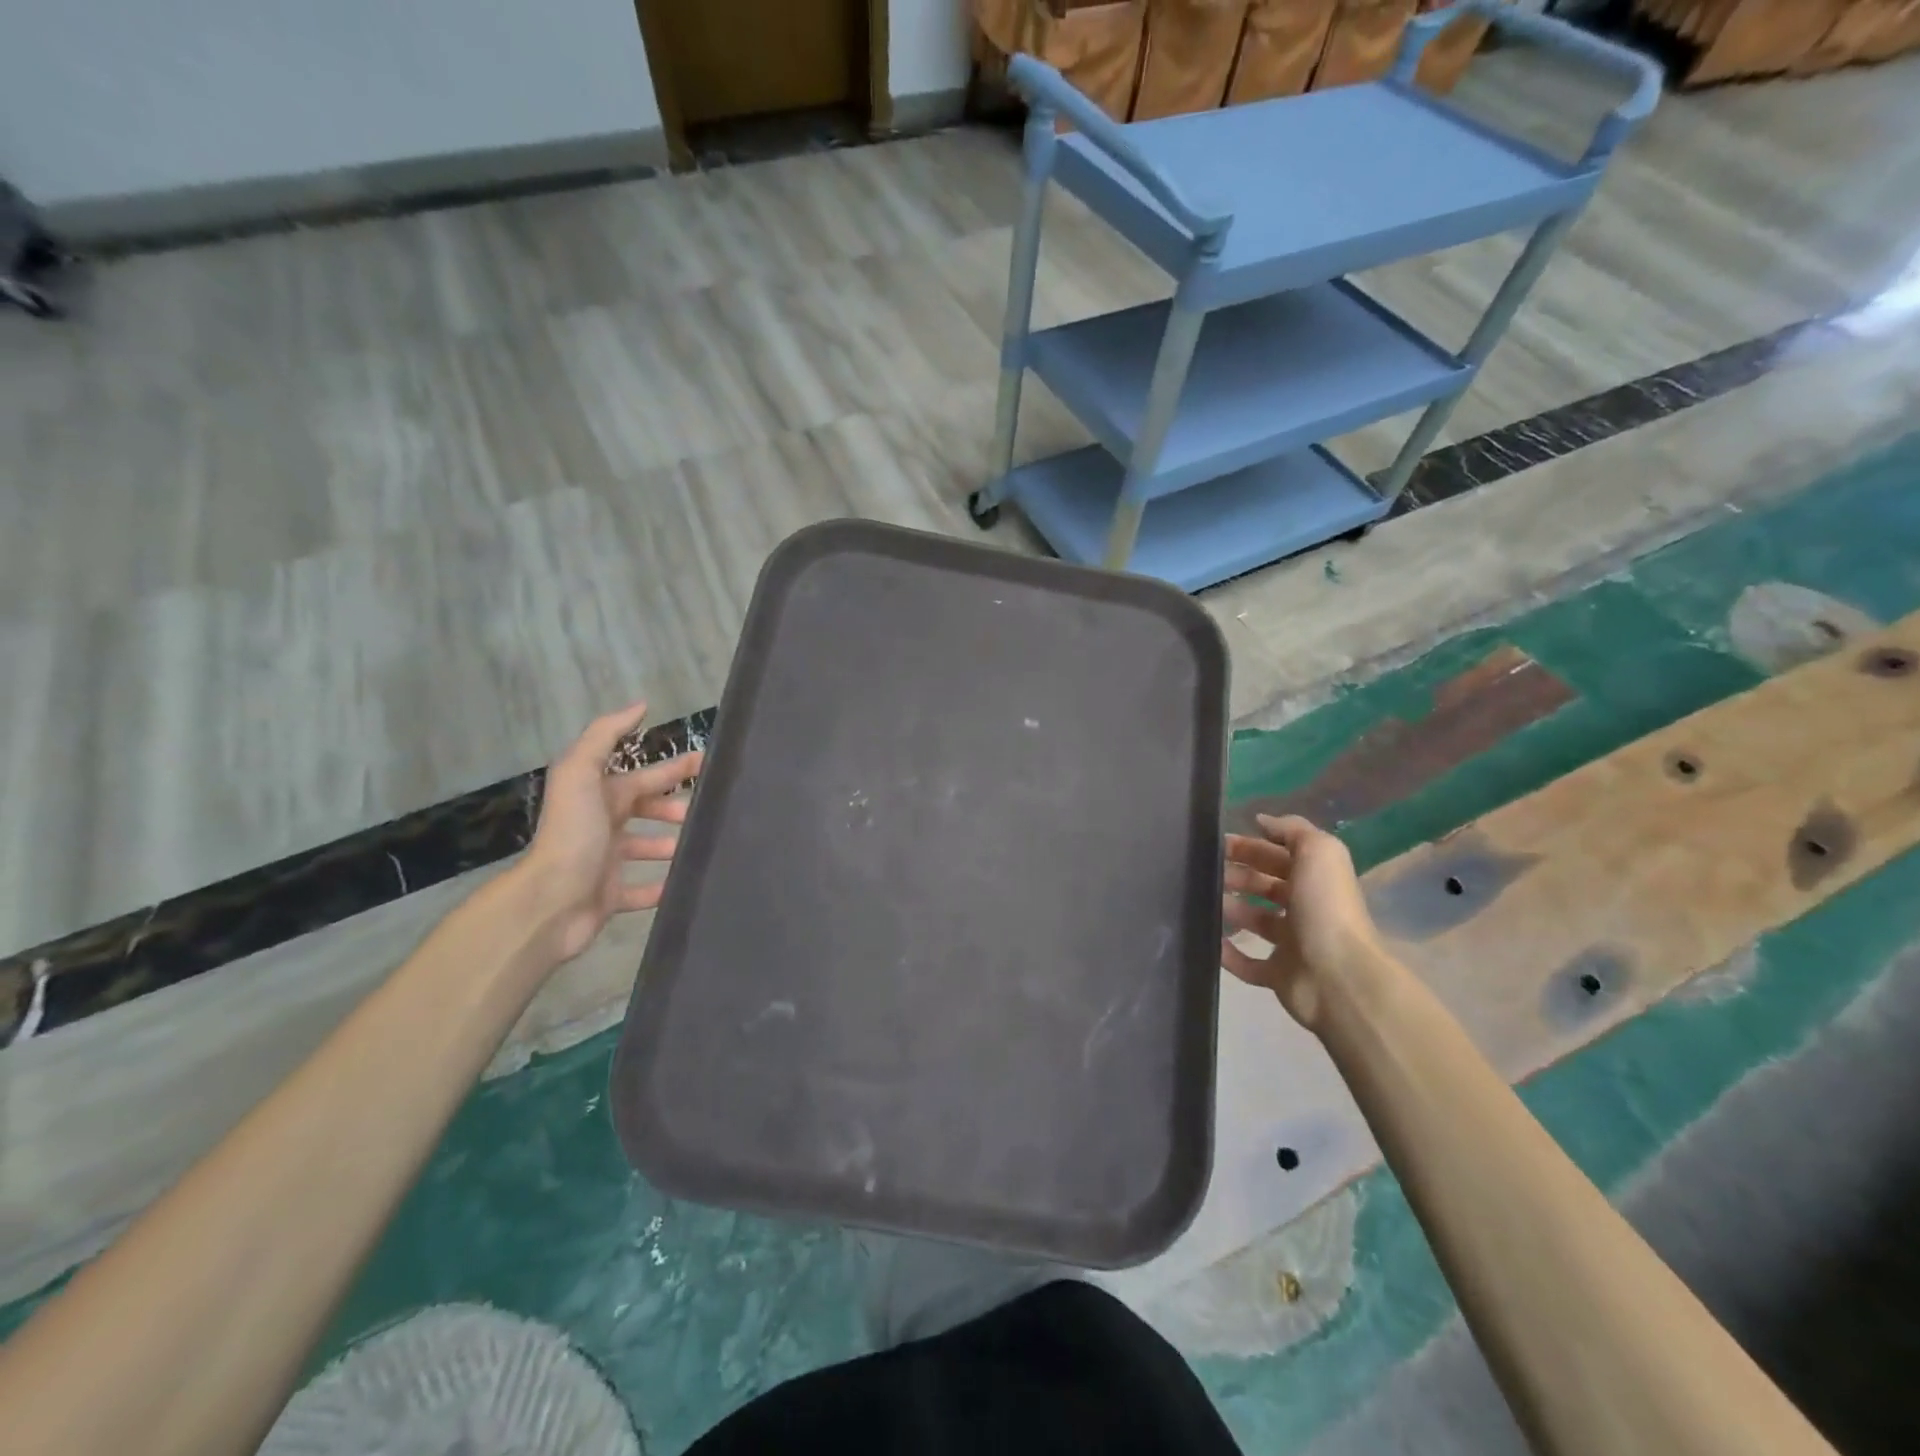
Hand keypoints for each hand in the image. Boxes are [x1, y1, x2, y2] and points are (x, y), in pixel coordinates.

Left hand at [522, 702, 702, 964]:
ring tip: (701, 845)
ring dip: (672, 845)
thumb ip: (605, 735)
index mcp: (598, 795)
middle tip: (712, 809)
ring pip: (646, 848)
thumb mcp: (580, 772)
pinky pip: (642, 890)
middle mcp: (601, 825)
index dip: (675, 769)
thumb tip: (640, 705)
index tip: (710, 764)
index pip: (644, 777)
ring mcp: (605, 862)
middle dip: (677, 806)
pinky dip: (662, 886)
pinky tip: (684, 881)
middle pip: (646, 810)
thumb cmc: (573, 833)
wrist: (550, 901)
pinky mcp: (610, 897)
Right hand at [1222, 814, 1382, 1028]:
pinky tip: (1210, 941)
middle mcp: (1306, 909)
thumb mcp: (1318, 852)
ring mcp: (1293, 945)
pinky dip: (1229, 954)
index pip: (1279, 856)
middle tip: (1205, 871)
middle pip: (1265, 885)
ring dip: (1230, 909)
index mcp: (1315, 879)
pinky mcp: (1280, 976)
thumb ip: (1292, 830)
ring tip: (1202, 902)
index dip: (1251, 846)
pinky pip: (1249, 964)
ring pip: (1255, 921)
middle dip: (1237, 875)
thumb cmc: (1325, 908)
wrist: (1338, 976)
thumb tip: (1262, 820)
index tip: (1216, 844)